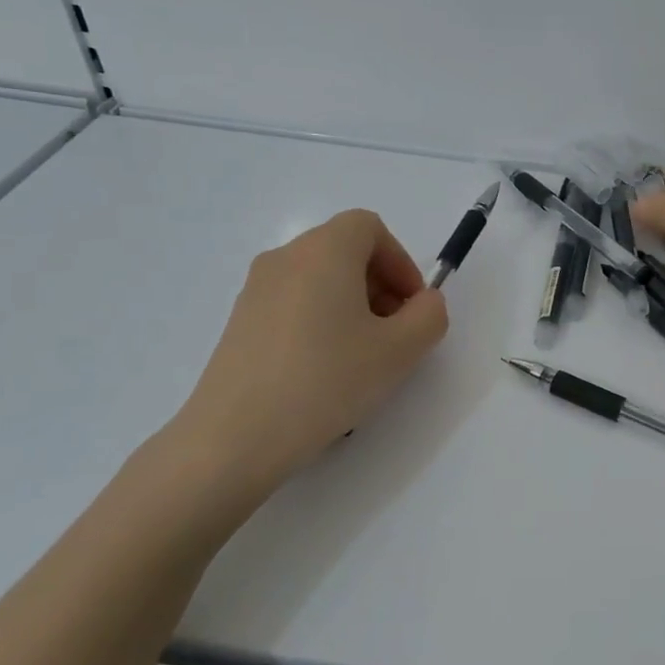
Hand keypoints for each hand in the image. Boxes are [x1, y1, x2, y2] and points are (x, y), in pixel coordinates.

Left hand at [160, 210, 448, 523]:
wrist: (235, 437)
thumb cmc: (326, 381)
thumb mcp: (401, 351)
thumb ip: (429, 316)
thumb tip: (423, 303)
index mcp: (324, 251)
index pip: (370, 227)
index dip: (401, 261)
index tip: (412, 306)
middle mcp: (285, 258)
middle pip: (344, 250)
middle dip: (380, 284)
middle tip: (395, 333)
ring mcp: (255, 290)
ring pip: (319, 279)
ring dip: (352, 305)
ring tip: (362, 357)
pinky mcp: (240, 323)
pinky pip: (294, 304)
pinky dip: (320, 321)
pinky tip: (325, 371)